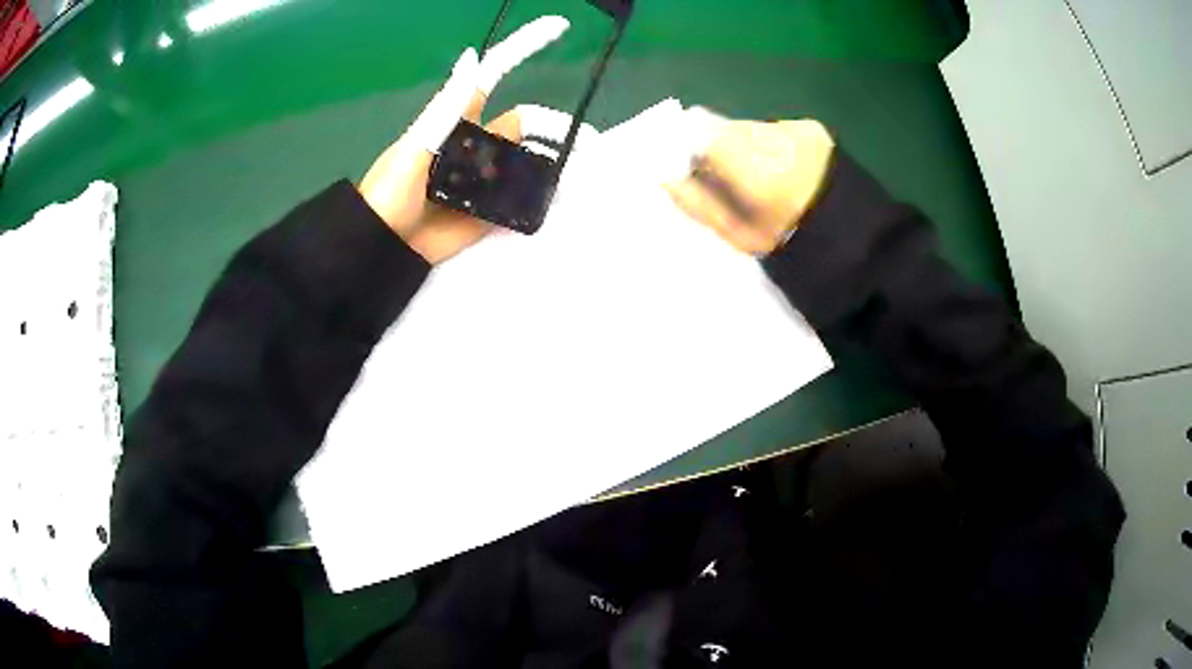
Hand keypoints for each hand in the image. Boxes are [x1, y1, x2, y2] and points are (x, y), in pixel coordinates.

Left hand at [358, 16, 569, 264]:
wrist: (385, 244)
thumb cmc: (392, 189)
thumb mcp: (415, 145)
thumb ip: (447, 108)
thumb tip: (471, 57)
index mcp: (459, 119)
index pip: (495, 75)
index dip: (523, 48)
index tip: (558, 26)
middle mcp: (477, 143)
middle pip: (525, 126)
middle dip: (557, 129)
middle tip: (592, 144)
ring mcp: (484, 177)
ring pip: (528, 163)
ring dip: (552, 166)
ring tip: (579, 177)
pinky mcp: (488, 208)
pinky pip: (520, 199)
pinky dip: (539, 199)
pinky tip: (556, 201)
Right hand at [665, 114, 834, 255]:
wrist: (854, 238)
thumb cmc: (790, 245)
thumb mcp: (739, 236)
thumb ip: (699, 205)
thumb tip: (665, 178)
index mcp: (754, 171)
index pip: (699, 134)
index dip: (688, 147)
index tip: (691, 168)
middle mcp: (773, 138)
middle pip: (725, 128)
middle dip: (719, 148)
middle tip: (731, 178)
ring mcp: (796, 130)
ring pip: (750, 127)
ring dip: (745, 145)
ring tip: (763, 176)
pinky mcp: (812, 127)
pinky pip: (775, 128)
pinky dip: (770, 144)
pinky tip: (786, 168)